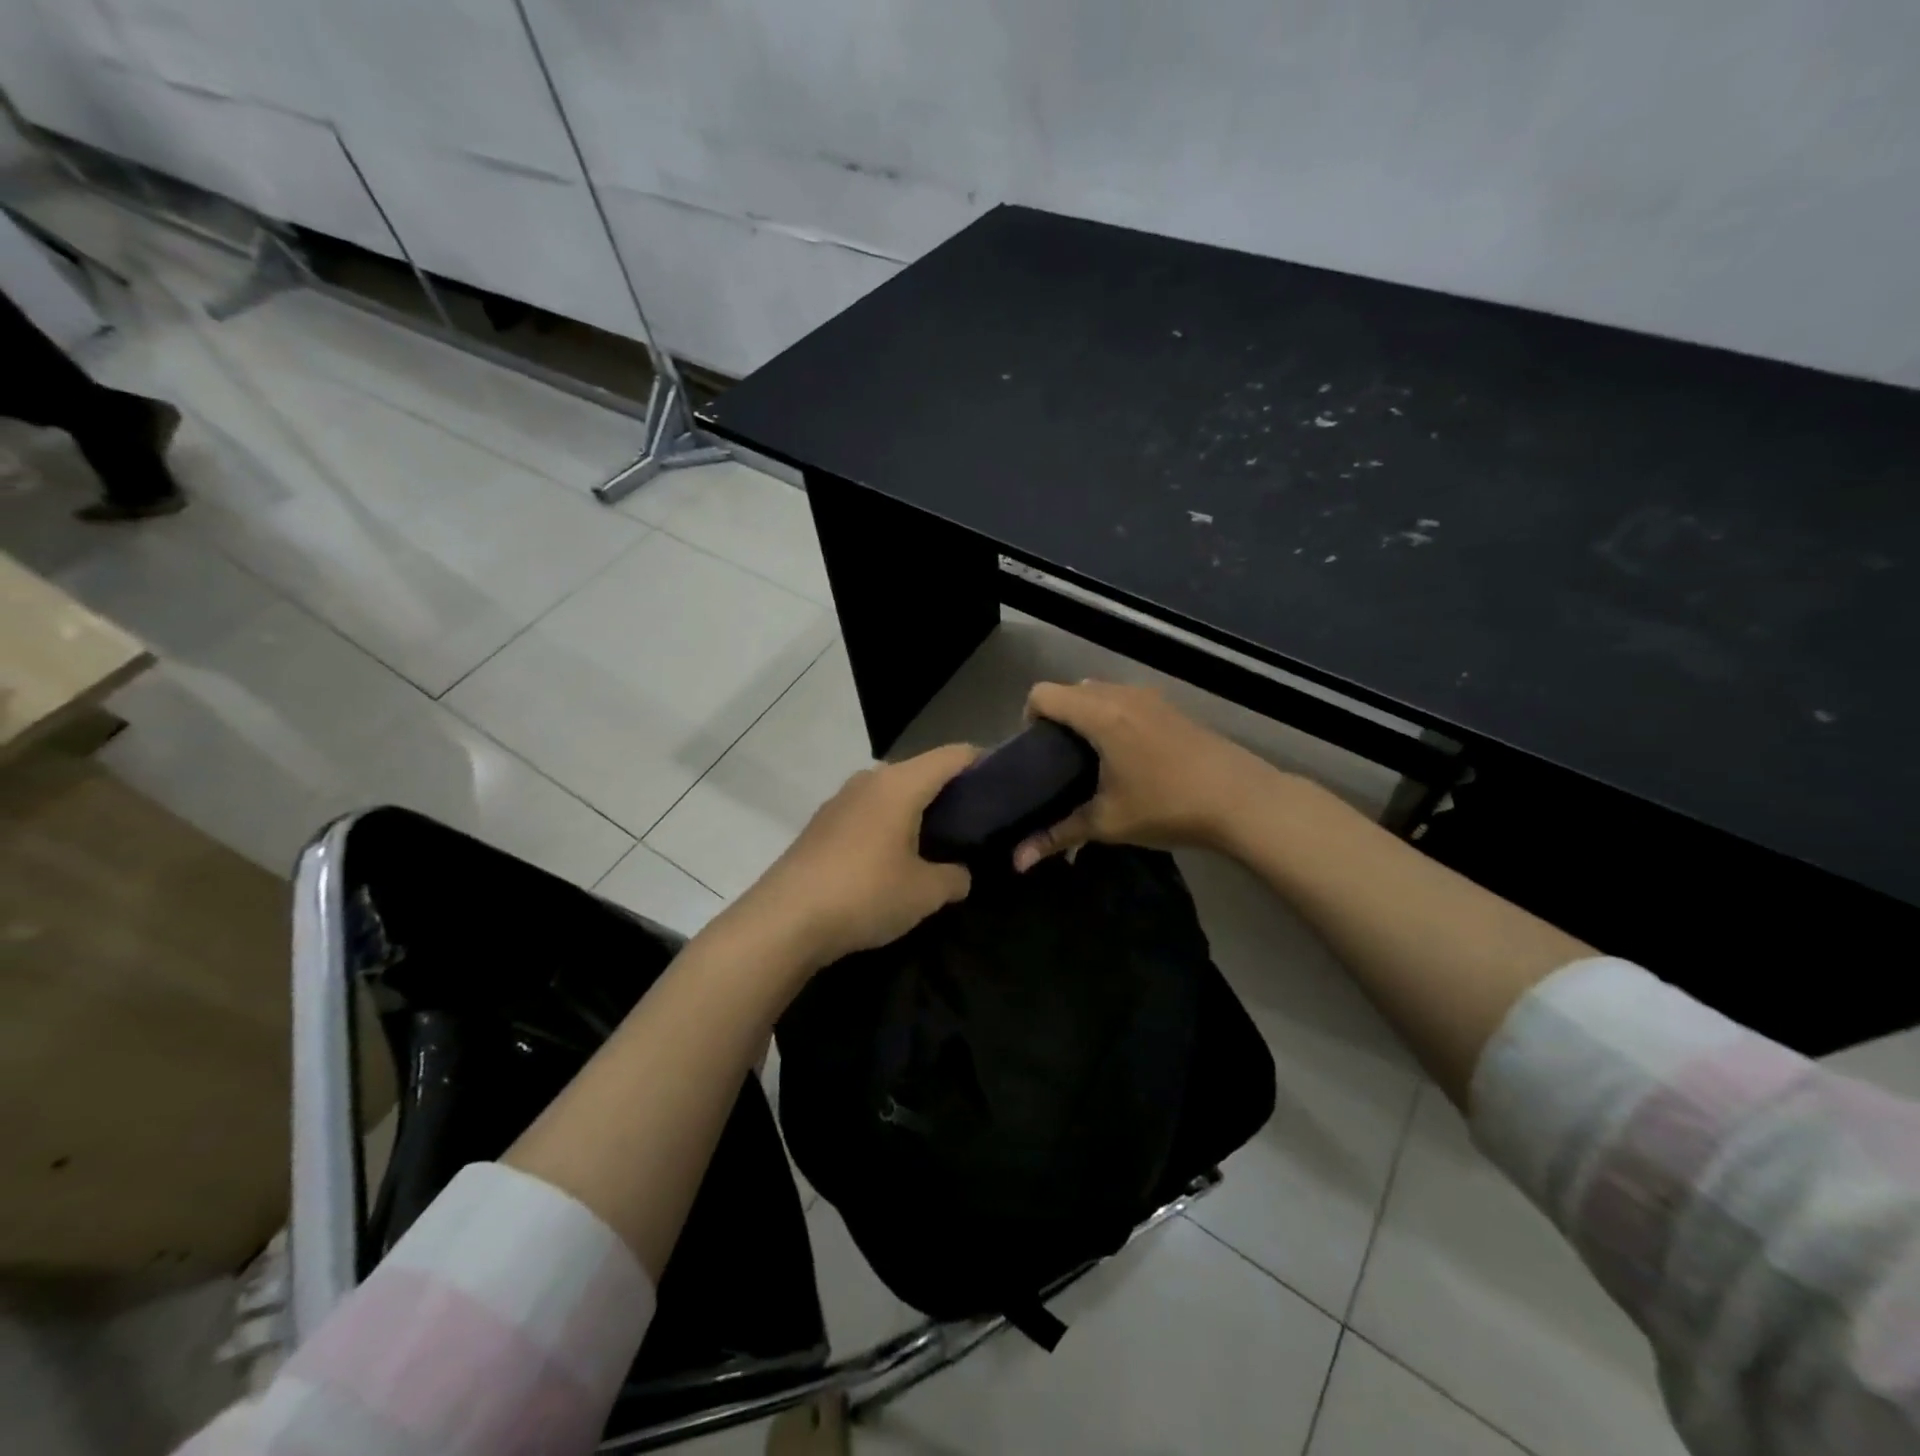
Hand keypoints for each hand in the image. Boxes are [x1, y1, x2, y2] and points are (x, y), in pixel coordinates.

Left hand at [738, 744, 978, 969]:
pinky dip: (891, 823)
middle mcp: (870, 780)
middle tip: (977, 821)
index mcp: (900, 783)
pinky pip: (869, 811)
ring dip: (918, 810)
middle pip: (922, 771)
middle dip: (952, 792)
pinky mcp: (822, 824)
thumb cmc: (865, 894)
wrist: (785, 920)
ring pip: (893, 792)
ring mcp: (841, 800)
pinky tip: (895, 857)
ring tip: (939, 842)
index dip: (984, 762)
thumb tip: (961, 874)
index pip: (953, 755)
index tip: (1006, 784)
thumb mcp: (925, 892)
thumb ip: (955, 877)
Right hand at [1012, 680, 1275, 869]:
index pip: (1044, 694)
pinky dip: (1112, 717)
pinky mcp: (1170, 707)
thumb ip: (1056, 835)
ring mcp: (1150, 698)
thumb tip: (1017, 862)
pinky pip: (1125, 700)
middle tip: (1059, 761)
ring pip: (1100, 692)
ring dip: (1086, 716)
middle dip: (1057, 719)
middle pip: (1070, 690)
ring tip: (1091, 759)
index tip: (1035, 753)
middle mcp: (1121, 695)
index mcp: (1099, 714)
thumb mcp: (1107, 823)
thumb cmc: (1167, 806)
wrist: (1241, 799)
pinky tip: (1127, 757)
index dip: (1029, 718)